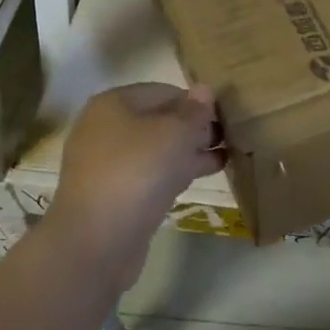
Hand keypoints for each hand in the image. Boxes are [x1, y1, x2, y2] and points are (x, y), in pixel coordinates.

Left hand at [45, 83, 223, 282]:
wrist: (97, 240)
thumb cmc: (137, 172)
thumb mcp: (174, 133)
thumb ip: (193, 111)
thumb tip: (204, 89)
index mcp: (114, 103)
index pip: (164, 91)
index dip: (196, 101)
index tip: (227, 114)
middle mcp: (107, 128)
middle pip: (159, 119)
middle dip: (194, 126)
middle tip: (232, 134)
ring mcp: (109, 163)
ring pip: (158, 149)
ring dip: (190, 150)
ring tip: (229, 153)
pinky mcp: (116, 194)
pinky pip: (152, 173)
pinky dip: (178, 171)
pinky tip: (207, 173)